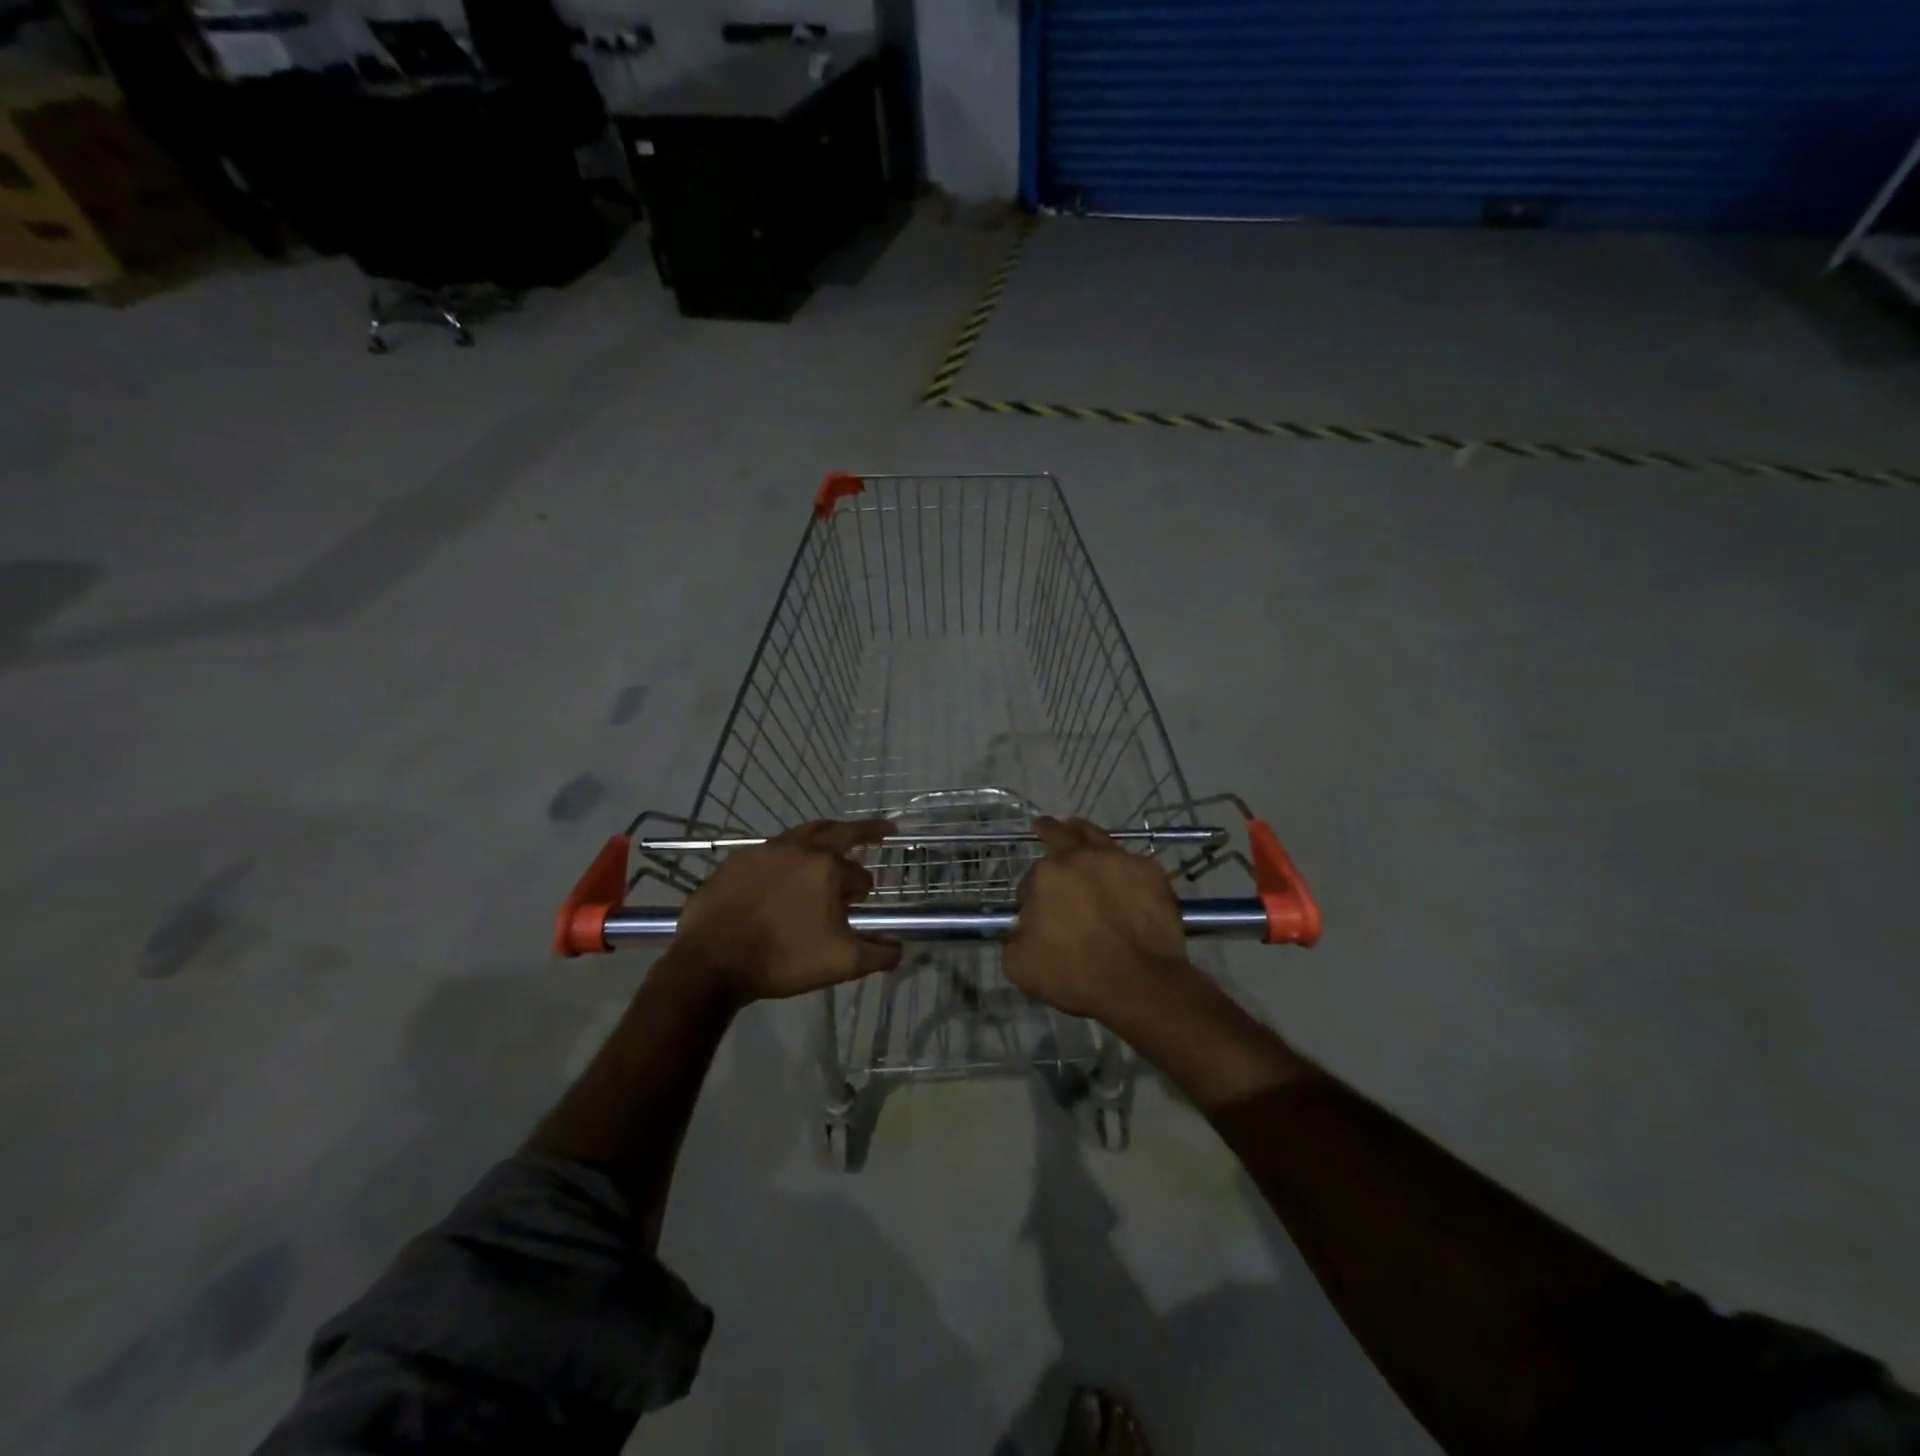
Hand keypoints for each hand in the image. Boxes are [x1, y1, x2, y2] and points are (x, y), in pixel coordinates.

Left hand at [674, 819, 901, 1004]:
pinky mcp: (737, 860)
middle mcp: (800, 849)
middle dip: (866, 830)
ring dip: (825, 837)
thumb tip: (900, 949)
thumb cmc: (783, 959)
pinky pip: (771, 850)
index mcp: (828, 869)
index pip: (860, 875)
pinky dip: (788, 854)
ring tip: (833, 842)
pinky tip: (783, 871)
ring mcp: (765, 851)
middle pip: (840, 831)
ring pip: (804, 834)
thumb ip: (879, 954)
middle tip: (884, 829)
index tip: (856, 907)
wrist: (713, 961)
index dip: (862, 892)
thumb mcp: (842, 964)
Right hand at [1005, 816, 1195, 1021]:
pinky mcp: (1150, 871)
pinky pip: (1130, 861)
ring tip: (1076, 828)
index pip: (1030, 881)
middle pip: (1059, 836)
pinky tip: (1121, 873)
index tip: (1038, 917)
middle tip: (1044, 825)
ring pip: (1095, 837)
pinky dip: (1121, 865)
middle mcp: (1080, 857)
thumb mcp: (1020, 966)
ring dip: (1081, 833)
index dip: (1031, 899)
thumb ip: (1013, 938)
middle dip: (1048, 831)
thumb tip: (1022, 928)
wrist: (1141, 983)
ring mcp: (1119, 860)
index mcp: (1045, 876)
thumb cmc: (1076, 975)